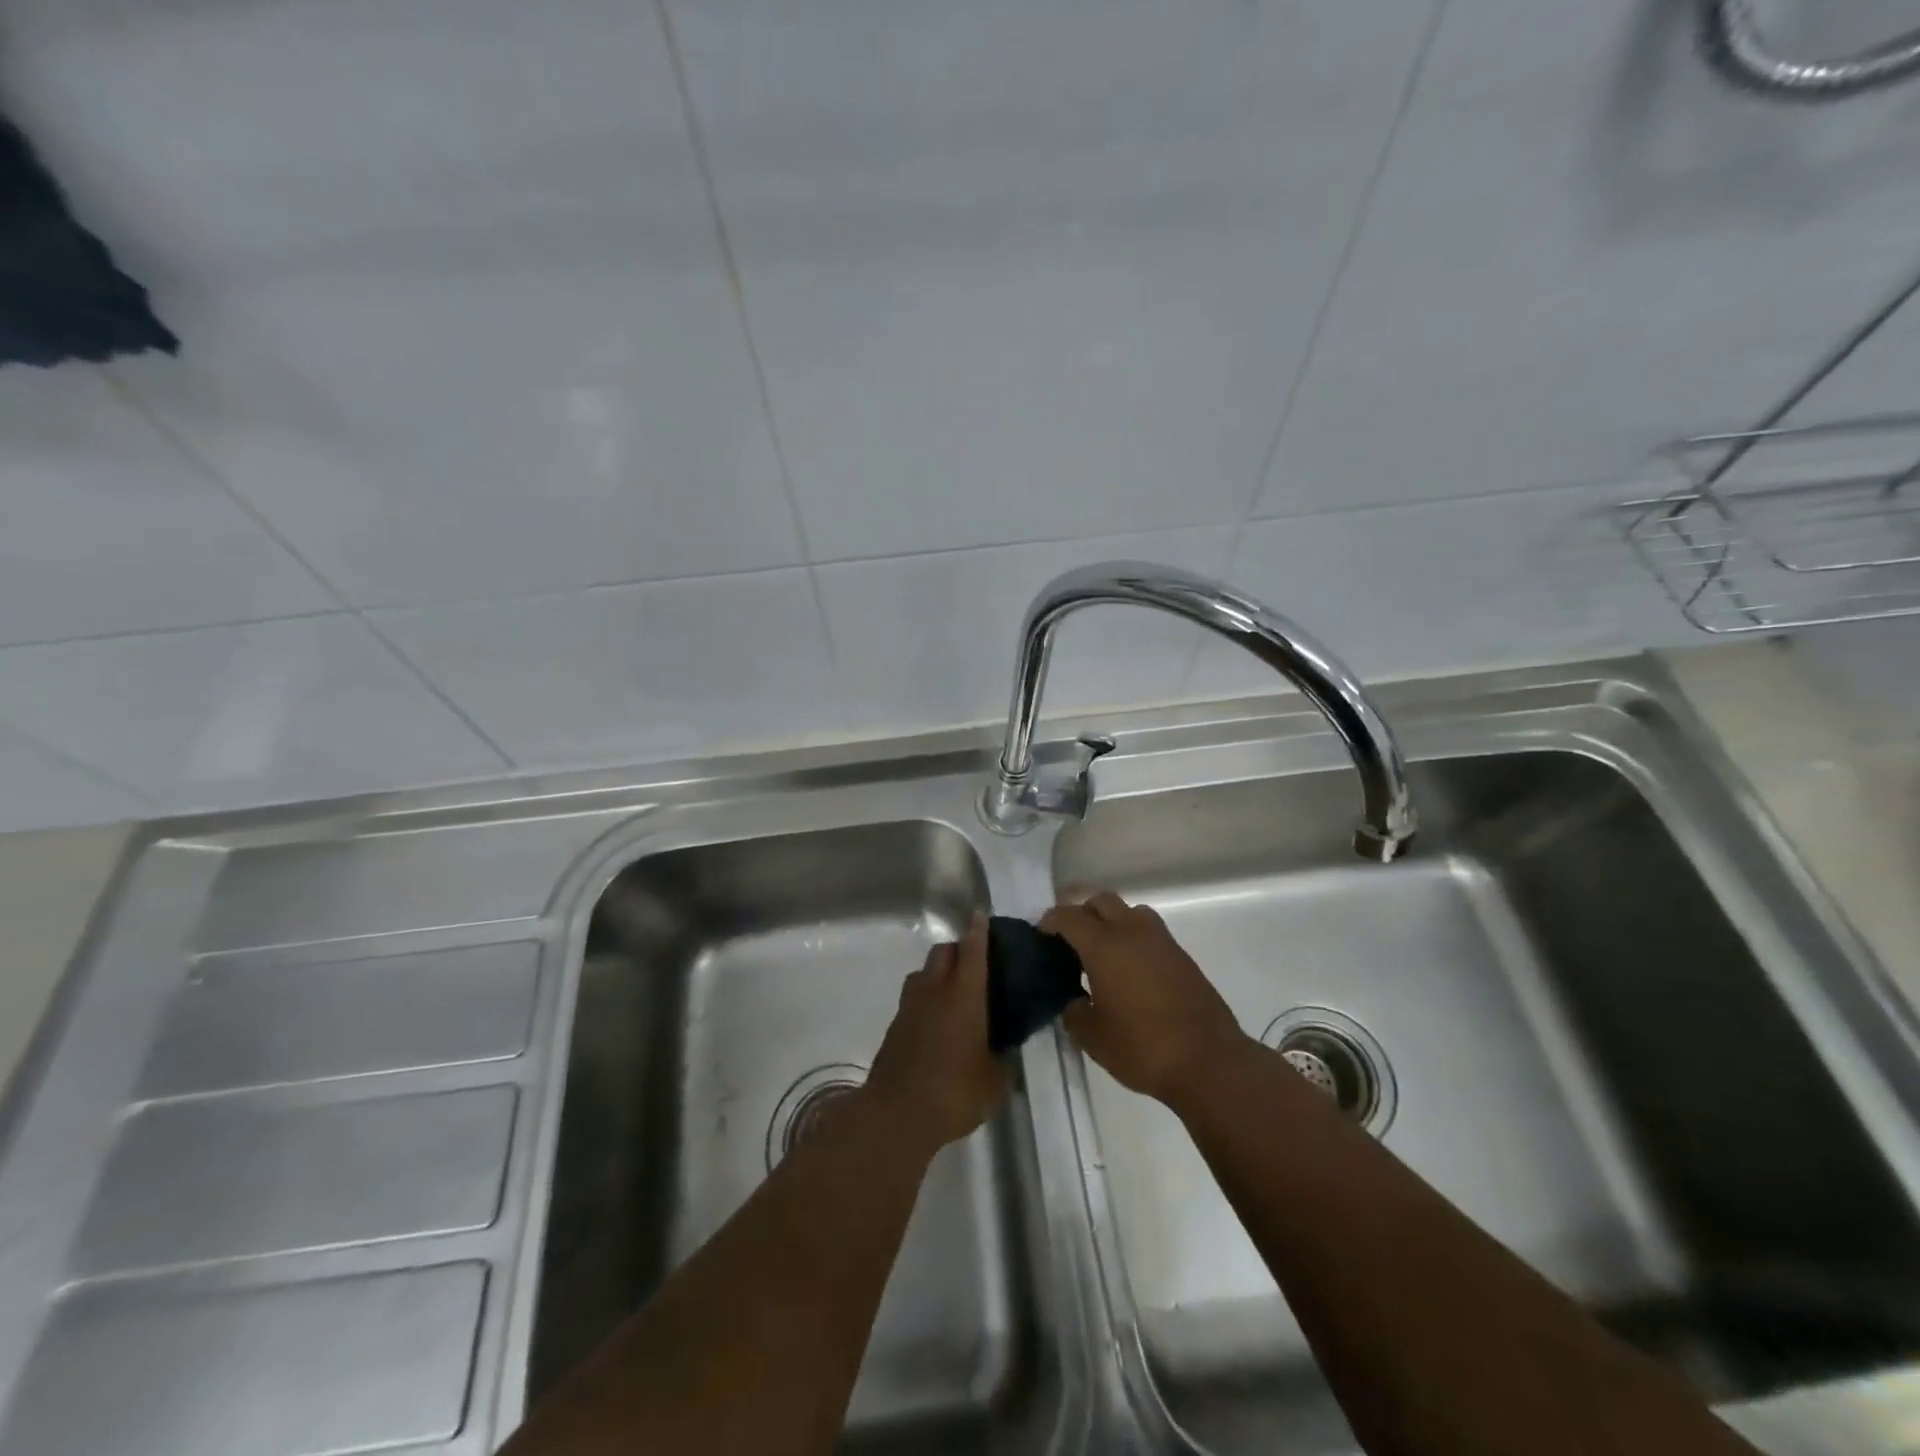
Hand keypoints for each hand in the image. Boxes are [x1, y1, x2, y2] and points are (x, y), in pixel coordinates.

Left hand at [862, 914, 1008, 1154]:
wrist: (896, 1114)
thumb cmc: (954, 1092)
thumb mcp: (994, 1081)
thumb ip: (1002, 1058)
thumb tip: (1005, 1049)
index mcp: (964, 996)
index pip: (973, 952)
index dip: (978, 932)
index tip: (980, 916)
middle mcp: (935, 991)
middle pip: (943, 952)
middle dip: (958, 949)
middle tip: (975, 964)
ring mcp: (910, 1007)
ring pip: (924, 972)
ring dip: (938, 972)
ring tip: (954, 993)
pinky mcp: (895, 1026)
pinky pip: (913, 998)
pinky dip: (926, 998)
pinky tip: (937, 1021)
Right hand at [1042, 891, 1251, 1109]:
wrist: (1209, 1061)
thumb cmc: (1143, 1047)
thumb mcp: (1093, 1037)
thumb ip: (1074, 1012)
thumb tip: (1075, 1001)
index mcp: (1104, 945)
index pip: (1069, 917)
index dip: (1050, 922)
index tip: (1040, 935)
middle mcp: (1132, 932)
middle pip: (1101, 902)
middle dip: (1082, 914)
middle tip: (1071, 942)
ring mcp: (1161, 941)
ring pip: (1131, 912)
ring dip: (1113, 922)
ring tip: (1104, 953)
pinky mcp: (1182, 957)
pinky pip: (1150, 933)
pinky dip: (1135, 940)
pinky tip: (1131, 972)